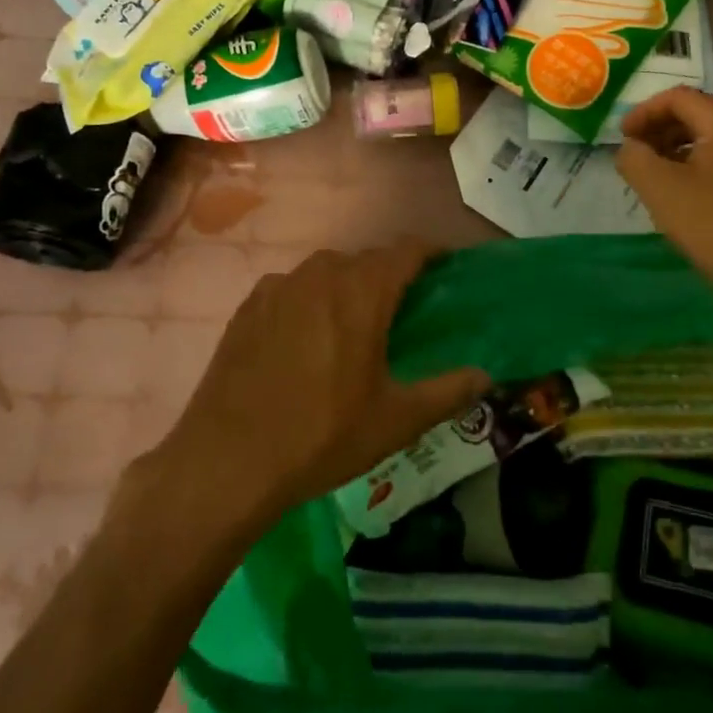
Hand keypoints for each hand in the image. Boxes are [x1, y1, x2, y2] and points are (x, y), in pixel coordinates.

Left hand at [146, 247, 489, 526]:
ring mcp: (279, 287)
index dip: (430, 253)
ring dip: (348, 286)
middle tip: (403, 310)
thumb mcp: (396, 420)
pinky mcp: (249, 306)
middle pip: (367, 260)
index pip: (406, 250)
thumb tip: (486, 376)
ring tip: (354, 324)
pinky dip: (310, 300)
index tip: (445, 266)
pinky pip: (292, 288)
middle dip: (390, 275)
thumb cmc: (322, 435)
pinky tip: (306, 338)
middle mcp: (322, 274)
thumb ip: (447, 392)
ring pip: (327, 272)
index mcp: (363, 291)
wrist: (226, 461)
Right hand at [617, 88, 712, 299]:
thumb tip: (632, 148)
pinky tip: (689, 200)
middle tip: (638, 158)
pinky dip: (702, 169)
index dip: (644, 112)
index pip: (679, 98)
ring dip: (680, 151)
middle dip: (661, 131)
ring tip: (659, 181)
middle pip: (699, 116)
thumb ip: (634, 158)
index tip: (623, 139)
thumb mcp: (659, 189)